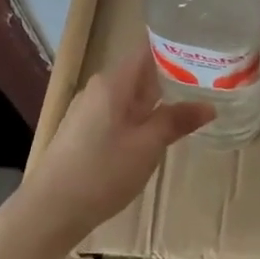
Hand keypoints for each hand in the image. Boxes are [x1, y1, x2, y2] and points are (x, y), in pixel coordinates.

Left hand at [9, 45, 212, 255]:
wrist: (49, 211)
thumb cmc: (101, 172)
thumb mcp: (147, 146)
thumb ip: (177, 121)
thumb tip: (209, 106)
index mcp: (113, 82)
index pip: (149, 49)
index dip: (177, 47)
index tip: (205, 51)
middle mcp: (99, 88)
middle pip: (141, 71)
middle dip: (174, 75)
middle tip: (210, 80)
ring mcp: (89, 110)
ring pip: (131, 95)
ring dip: (159, 99)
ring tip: (193, 103)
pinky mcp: (84, 131)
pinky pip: (120, 112)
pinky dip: (142, 115)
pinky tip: (159, 130)